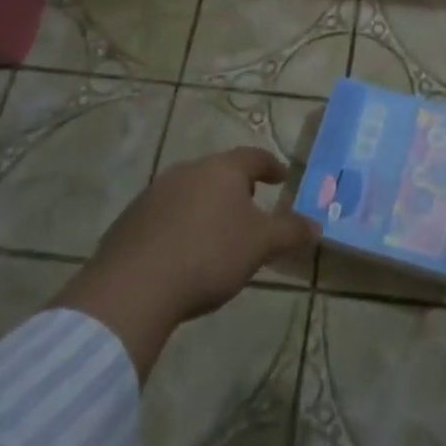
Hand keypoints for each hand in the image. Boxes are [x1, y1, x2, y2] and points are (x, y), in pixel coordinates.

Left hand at [51, 147, 318, 375]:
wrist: (133, 288)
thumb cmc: (208, 255)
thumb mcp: (260, 246)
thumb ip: (290, 232)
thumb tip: (317, 225)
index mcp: (222, 170)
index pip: (253, 157)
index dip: (270, 166)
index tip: (281, 176)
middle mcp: (187, 171)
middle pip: (219, 172)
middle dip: (236, 187)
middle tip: (250, 207)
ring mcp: (154, 194)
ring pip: (189, 192)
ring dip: (205, 207)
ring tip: (216, 233)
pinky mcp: (129, 221)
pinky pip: (163, 216)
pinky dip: (178, 227)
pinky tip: (181, 254)